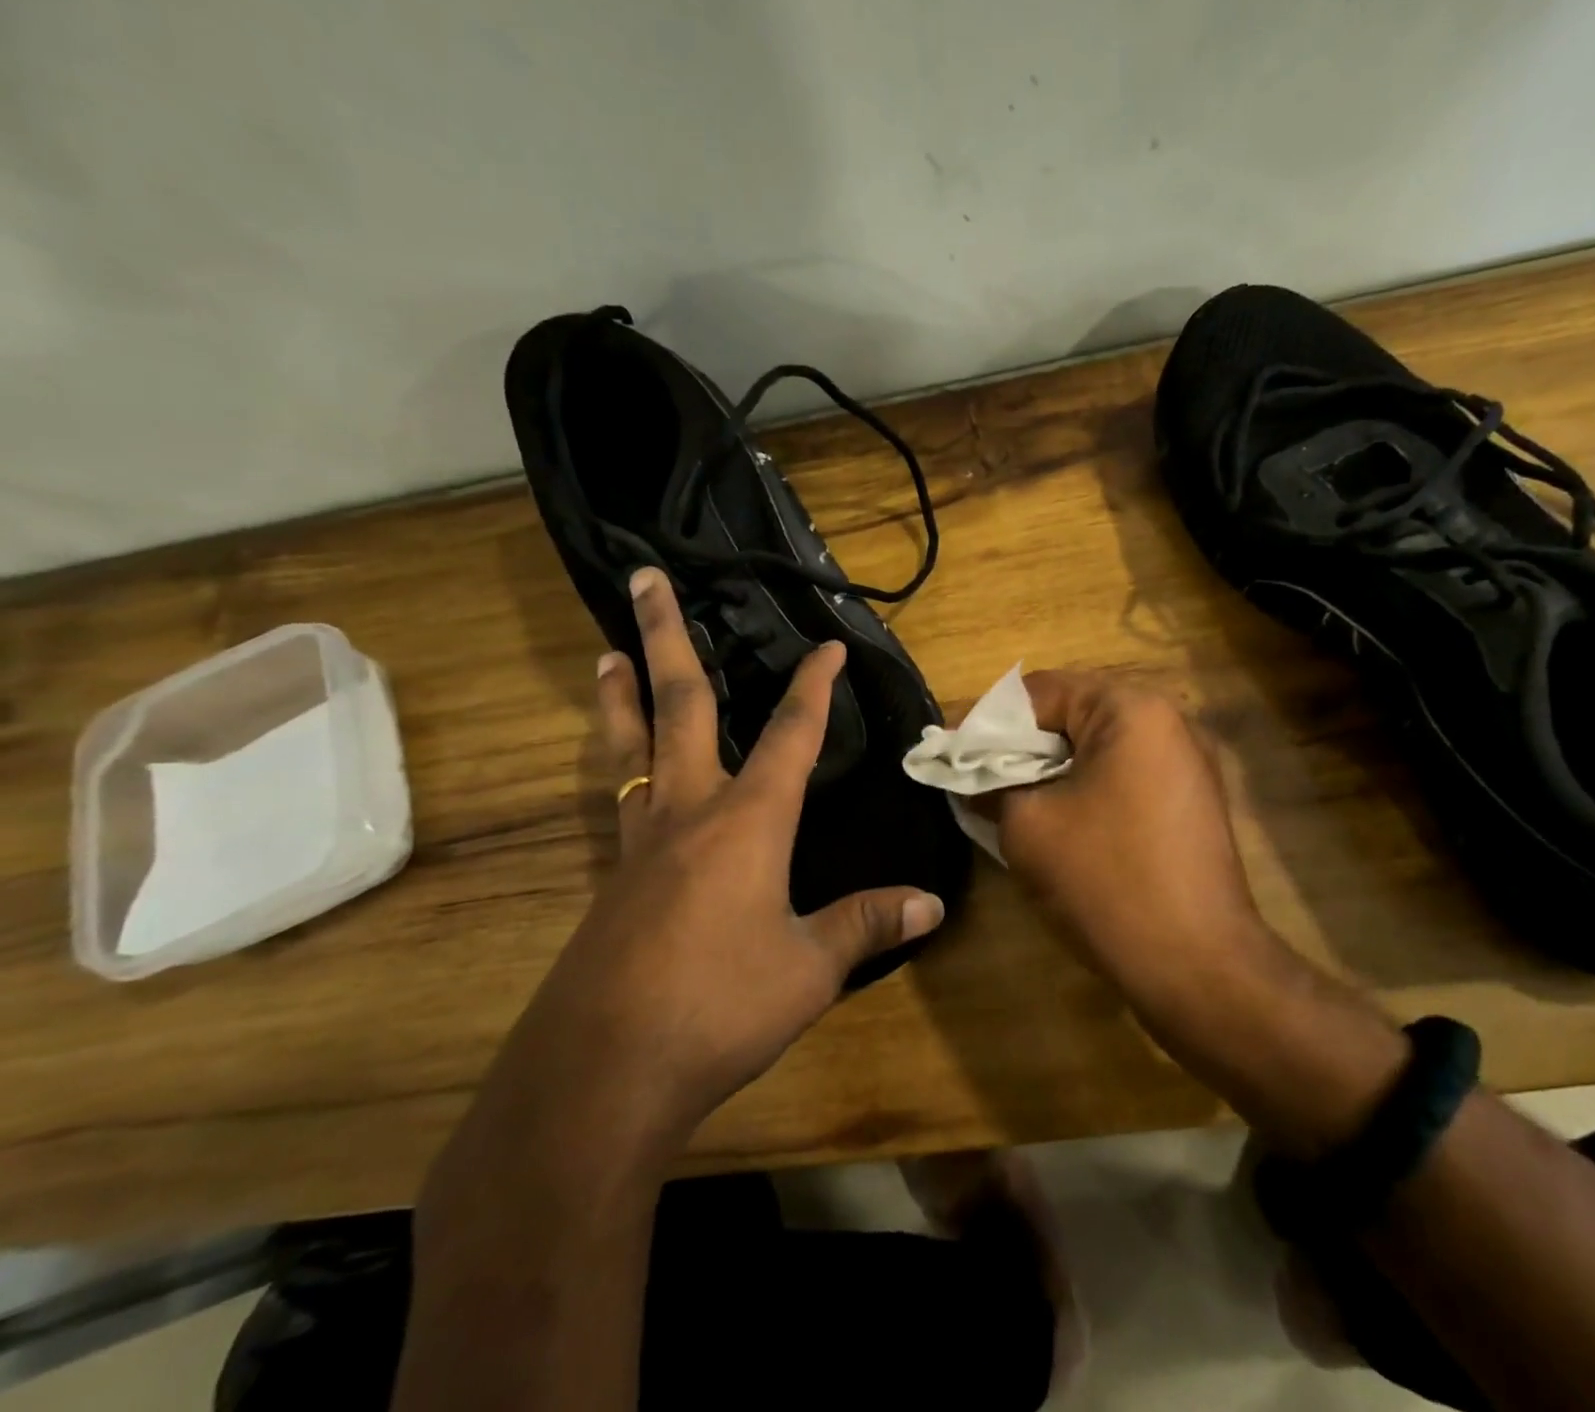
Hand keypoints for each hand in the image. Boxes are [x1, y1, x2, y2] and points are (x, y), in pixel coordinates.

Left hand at [556, 568, 945, 1123]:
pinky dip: (623, 770)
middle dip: (667, 639)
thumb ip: (866, 924)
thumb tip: (932, 902)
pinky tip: (628, 782)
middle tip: (644, 580)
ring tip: (608, 656)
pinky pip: (621, 803)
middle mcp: (690, 814)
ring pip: (630, 749)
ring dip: (624, 697)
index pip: (791, 735)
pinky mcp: (614, 881)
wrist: (601, 1075)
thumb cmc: (718, 1009)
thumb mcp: (809, 968)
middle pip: (682, 708)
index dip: (814, 688)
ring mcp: (642, 845)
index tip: (827, 647)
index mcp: (748, 822)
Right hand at [996, 670, 1274, 1005]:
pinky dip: (1087, 785)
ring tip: (1010, 796)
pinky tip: (1059, 818)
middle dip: (1021, 743)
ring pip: (1100, 746)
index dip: (987, 720)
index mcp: (1131, 709)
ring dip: (1053, 765)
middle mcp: (1169, 720)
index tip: (950, 750)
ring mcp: (1190, 761)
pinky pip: (1126, 774)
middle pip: (1074, 712)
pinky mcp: (1195, 799)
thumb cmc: (1107, 881)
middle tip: (976, 774)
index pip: (1041, 690)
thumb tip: (973, 777)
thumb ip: (993, 784)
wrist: (1198, 965)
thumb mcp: (1028, 825)